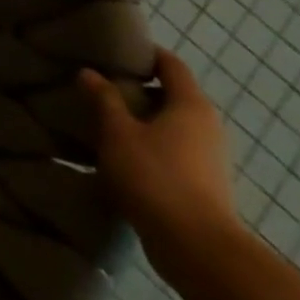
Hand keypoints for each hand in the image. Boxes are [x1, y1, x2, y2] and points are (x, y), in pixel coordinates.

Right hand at [81, 49, 240, 285]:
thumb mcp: (118, 132)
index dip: (145, 53)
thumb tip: (89, 72)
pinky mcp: (205, 185)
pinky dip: (151, 145)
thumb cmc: (156, 176)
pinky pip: (175, 151)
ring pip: (173, 125)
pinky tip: (123, 155)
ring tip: (106, 121)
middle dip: (140, 88)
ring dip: (144, 120)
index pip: (171, 64)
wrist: (197, 248)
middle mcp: (208, 126)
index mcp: (191, 105)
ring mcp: (210, 158)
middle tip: (102, 85)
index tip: (115, 51)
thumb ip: (104, 99)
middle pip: (173, 94)